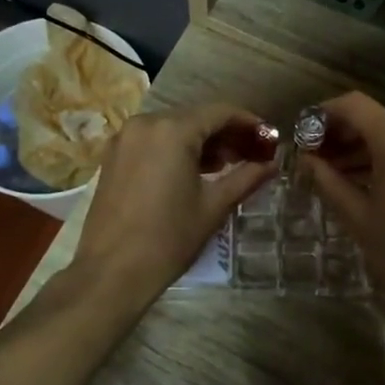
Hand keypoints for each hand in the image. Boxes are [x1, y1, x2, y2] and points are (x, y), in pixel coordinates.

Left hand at [71, 103, 277, 306]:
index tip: (270, 139)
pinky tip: (195, 171)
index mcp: (172, 130)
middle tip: (253, 155)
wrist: (111, 272)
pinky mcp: (113, 157)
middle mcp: (145, 123)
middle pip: (196, 118)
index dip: (249, 123)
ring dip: (202, 142)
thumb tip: (273, 163)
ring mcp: (125, 139)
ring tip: (228, 166)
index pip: (220, 112)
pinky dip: (177, 149)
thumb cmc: (168, 238)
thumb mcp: (214, 206)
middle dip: (226, 134)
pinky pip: (154, 142)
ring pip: (173, 129)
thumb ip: (246, 177)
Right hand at [301, 92, 384, 326]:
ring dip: (365, 148)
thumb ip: (327, 179)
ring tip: (336, 174)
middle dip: (343, 134)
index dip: (325, 114)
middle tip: (315, 158)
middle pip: (375, 118)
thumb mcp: (356, 215)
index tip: (304, 133)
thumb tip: (306, 159)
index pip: (354, 105)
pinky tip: (368, 181)